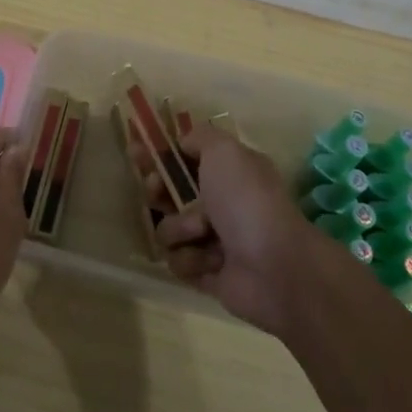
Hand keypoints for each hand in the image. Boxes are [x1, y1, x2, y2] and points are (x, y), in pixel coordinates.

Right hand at [151, 127, 313, 333]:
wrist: (275, 266)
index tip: (136, 151)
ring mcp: (214, 240)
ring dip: (180, 230)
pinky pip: (179, 262)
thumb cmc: (247, 201)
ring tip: (204, 234)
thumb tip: (184, 141)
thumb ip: (200, 138)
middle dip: (158, 191)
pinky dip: (191, 260)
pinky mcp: (208, 274)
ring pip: (169, 230)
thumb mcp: (225, 151)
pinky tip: (211, 262)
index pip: (185, 158)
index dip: (159, 154)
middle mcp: (221, 203)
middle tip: (156, 192)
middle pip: (170, 193)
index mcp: (229, 172)